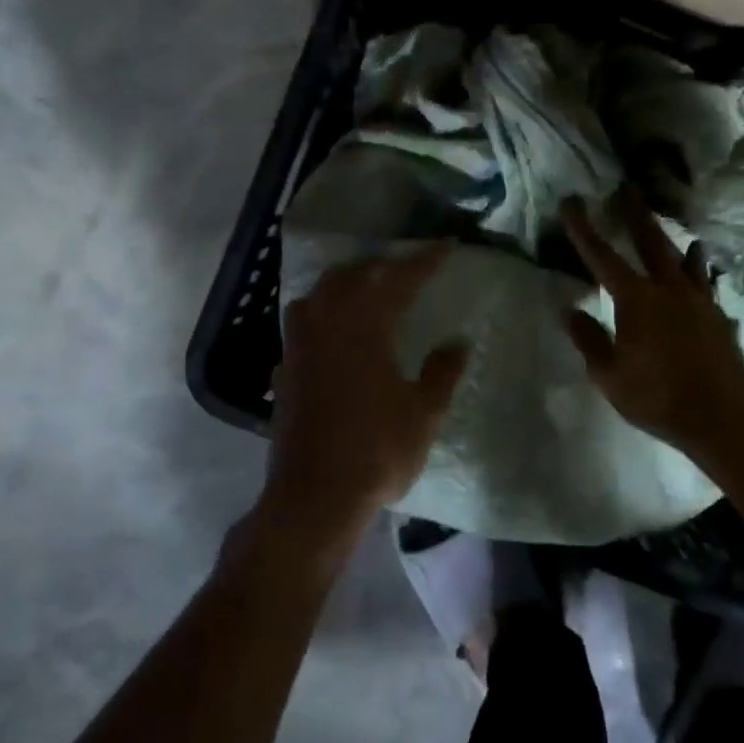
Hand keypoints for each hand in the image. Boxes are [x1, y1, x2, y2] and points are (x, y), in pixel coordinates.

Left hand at [260, 247, 468, 558]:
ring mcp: (300, 346)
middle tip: (407, 269)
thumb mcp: (423, 413)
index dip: (423, 262)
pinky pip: (302, 322)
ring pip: (319, 294)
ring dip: (344, 283)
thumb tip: (458, 342)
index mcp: (364, 326)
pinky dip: (322, 312)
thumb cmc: (376, 450)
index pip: (398, 279)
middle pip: (352, 277)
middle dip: (382, 266)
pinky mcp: (285, 369)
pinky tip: (333, 329)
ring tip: (366, 289)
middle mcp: (327, 324)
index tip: (445, 247)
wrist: (314, 495)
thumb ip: (442, 372)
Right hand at [561, 192, 743, 460]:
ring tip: (671, 228)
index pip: (602, 256)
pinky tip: (699, 272)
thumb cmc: (657, 399)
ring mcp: (699, 301)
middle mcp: (669, 290)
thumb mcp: (609, 375)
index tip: (571, 202)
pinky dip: (698, 271)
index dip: (583, 229)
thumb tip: (568, 310)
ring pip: (684, 259)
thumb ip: (589, 339)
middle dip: (635, 213)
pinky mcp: (719, 316)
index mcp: (636, 301)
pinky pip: (705, 283)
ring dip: (673, 239)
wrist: (722, 419)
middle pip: (650, 241)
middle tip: (627, 187)